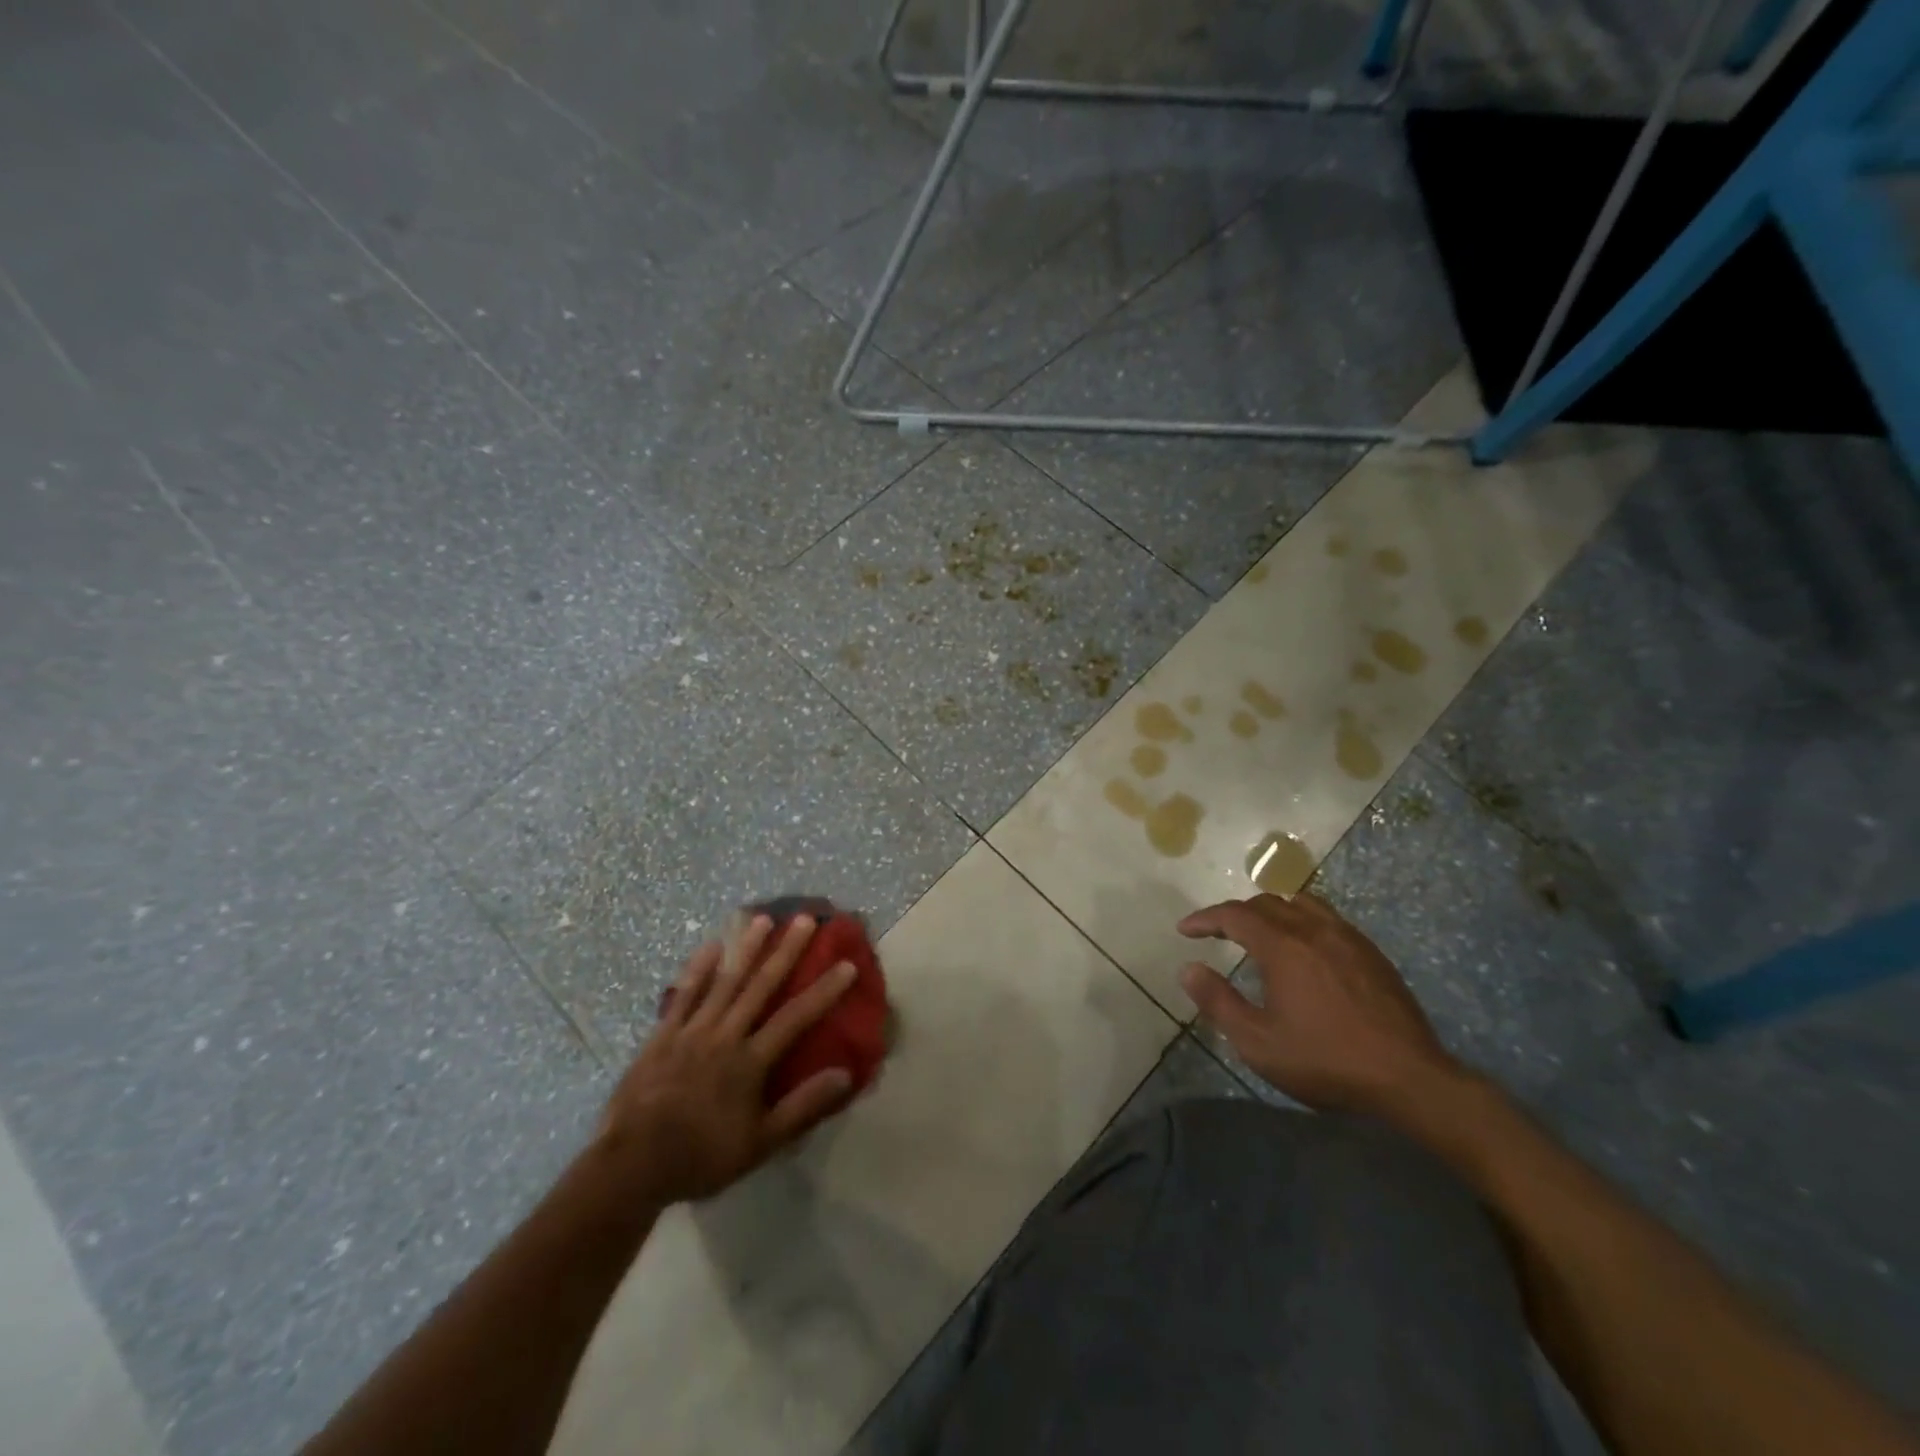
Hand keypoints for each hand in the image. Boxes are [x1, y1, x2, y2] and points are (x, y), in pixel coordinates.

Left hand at [601, 914, 857, 1203]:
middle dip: (786, 951)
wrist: (631, 1167)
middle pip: (761, 986)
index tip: (847, 964)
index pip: (796, 1018)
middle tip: (805, 919)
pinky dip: (698, 969)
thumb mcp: (760, 1144)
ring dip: (746, 949)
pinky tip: (711, 946)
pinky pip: (684, 994)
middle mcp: (724, 1036)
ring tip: (763, 919)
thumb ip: (803, 1107)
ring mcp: (691, 1031)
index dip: (823, 990)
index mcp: (750, 1062)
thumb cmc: (702, 1157)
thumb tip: (845, 1074)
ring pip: (725, 981)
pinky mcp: (662, 1035)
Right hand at [1178, 891, 1460, 1115]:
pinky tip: (1305, 949)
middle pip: (1266, 903)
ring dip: (1272, 911)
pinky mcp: (1372, 953)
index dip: (1205, 918)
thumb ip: (1218, 1002)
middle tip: (1218, 934)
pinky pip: (1328, 918)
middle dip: (1235, 914)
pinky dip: (1303, 921)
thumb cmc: (1326, 1061)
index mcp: (1282, 945)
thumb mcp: (1258, 1042)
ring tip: (1261, 932)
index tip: (1185, 930)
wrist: (1410, 1079)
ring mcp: (1347, 938)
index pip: (1233, 915)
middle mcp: (1313, 929)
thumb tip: (1188, 969)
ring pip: (1301, 903)